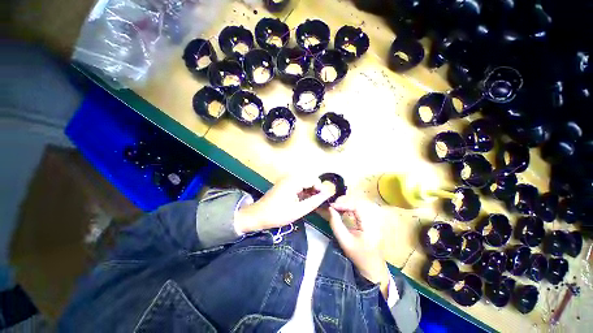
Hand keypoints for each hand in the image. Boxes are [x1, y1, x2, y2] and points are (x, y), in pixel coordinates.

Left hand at [235, 174, 332, 233]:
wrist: (257, 216)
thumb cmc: (277, 214)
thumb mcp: (298, 210)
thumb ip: (314, 202)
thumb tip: (327, 195)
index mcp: (294, 181)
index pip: (313, 180)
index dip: (321, 189)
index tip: (324, 199)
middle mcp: (291, 177)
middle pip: (309, 180)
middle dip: (316, 190)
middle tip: (318, 202)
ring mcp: (287, 181)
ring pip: (304, 183)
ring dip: (310, 191)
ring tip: (313, 203)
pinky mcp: (285, 185)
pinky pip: (298, 186)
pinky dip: (303, 192)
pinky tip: (304, 201)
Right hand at [327, 196, 389, 297]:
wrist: (372, 266)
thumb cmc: (359, 256)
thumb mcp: (344, 242)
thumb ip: (336, 224)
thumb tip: (330, 209)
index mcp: (370, 225)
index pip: (357, 206)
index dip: (343, 204)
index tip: (331, 206)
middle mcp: (374, 218)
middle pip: (358, 202)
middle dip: (344, 202)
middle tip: (332, 206)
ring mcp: (373, 218)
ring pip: (358, 203)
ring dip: (346, 203)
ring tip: (336, 208)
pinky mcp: (370, 219)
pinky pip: (359, 208)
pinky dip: (349, 207)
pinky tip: (342, 211)